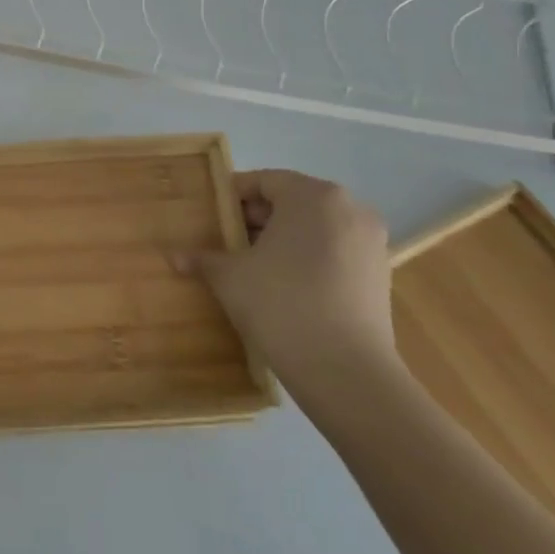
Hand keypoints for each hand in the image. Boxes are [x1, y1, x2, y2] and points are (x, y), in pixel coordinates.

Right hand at [184, 170, 397, 405]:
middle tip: (224, 242)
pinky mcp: (380, 275)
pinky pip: (333, 252)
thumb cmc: (280, 303)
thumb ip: (203, 258)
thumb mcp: (229, 276)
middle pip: (291, 202)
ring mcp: (370, 243)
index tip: (209, 217)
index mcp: (313, 196)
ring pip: (314, 228)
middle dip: (256, 219)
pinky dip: (307, 260)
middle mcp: (349, 209)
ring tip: (250, 266)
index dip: (232, 197)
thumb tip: (174, 256)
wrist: (345, 372)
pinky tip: (282, 287)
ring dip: (281, 241)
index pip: (264, 181)